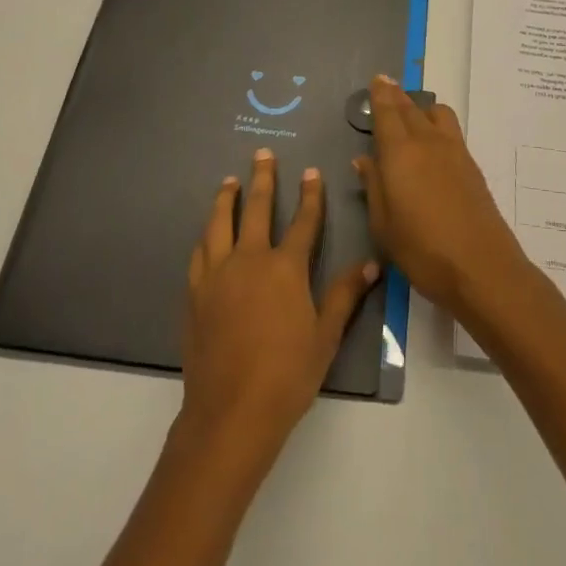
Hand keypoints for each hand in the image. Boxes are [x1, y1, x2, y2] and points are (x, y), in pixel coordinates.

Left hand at [179, 148, 377, 464]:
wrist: (231, 411)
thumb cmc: (287, 374)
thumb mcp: (325, 336)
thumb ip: (344, 295)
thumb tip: (369, 264)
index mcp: (285, 268)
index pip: (302, 221)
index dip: (310, 195)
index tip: (311, 171)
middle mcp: (249, 259)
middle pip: (256, 209)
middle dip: (262, 178)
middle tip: (262, 154)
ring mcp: (217, 274)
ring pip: (220, 223)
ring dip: (226, 198)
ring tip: (229, 181)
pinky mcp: (196, 292)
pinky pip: (200, 252)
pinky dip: (206, 235)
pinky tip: (207, 233)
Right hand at [355, 76, 526, 316]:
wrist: (482, 267)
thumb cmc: (422, 249)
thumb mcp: (383, 224)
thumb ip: (374, 186)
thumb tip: (364, 160)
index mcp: (399, 152)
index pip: (387, 113)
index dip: (381, 94)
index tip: (378, 80)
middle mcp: (427, 142)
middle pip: (410, 108)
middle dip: (397, 97)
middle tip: (387, 90)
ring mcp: (454, 151)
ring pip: (436, 114)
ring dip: (421, 108)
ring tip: (412, 117)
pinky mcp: (471, 166)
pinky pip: (450, 130)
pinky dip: (437, 125)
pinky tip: (432, 144)